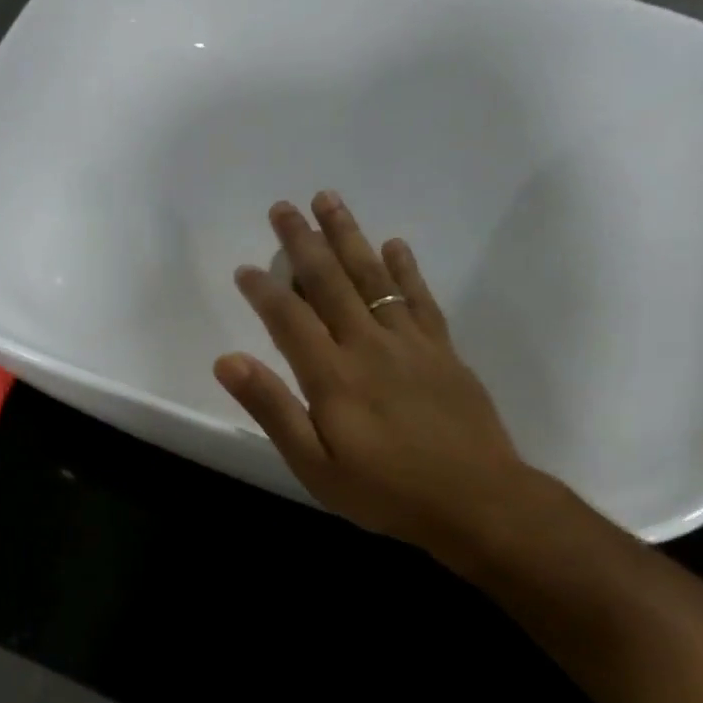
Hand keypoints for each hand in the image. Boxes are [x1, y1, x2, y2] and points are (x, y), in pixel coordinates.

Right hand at [215, 191, 531, 558]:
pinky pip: (420, 298)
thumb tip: (227, 360)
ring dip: (349, 237)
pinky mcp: (442, 351)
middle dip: (303, 242)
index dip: (264, 290)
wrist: (475, 500)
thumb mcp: (315, 466)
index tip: (245, 268)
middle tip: (284, 206)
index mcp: (332, 376)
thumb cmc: (385, 491)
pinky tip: (394, 245)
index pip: (289, 319)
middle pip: (330, 282)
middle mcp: (368, 346)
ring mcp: (410, 344)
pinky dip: (405, 268)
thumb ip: (273, 409)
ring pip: (374, 277)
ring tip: (329, 201)